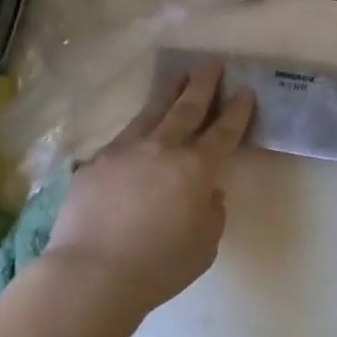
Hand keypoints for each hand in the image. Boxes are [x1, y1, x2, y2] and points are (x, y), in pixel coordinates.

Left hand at [45, 63, 255, 312]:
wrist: (92, 273)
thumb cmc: (159, 266)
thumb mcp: (205, 245)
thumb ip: (211, 212)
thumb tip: (205, 192)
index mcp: (196, 168)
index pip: (223, 131)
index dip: (236, 111)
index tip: (244, 91)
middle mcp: (163, 148)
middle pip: (187, 108)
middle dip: (203, 85)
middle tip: (211, 64)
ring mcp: (125, 151)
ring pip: (152, 113)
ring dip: (169, 93)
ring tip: (178, 77)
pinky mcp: (96, 162)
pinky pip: (123, 137)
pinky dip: (138, 128)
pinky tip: (138, 129)